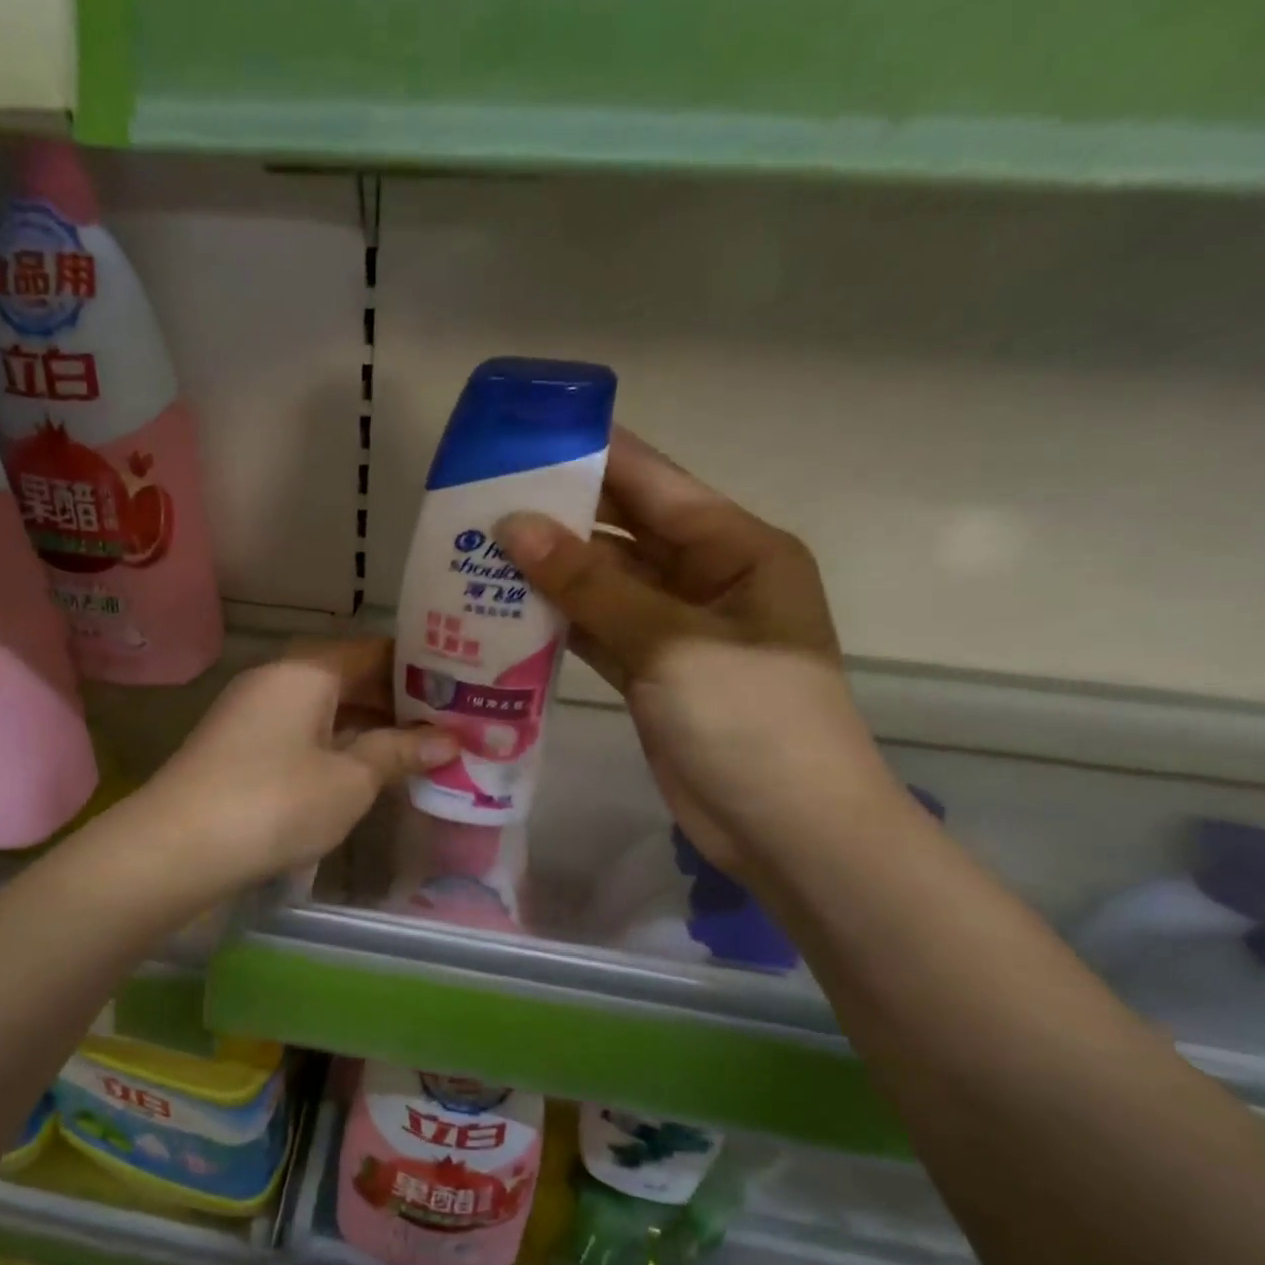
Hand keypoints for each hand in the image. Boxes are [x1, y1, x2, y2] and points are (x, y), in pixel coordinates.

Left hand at [141, 638, 457, 886]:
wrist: (176, 847)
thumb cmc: (276, 802)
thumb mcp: (349, 780)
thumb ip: (398, 753)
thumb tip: (449, 740)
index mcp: (307, 670)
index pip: (375, 650)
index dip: (420, 667)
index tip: (460, 686)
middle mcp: (277, 678)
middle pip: (349, 677)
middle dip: (398, 701)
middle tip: (449, 723)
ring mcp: (253, 712)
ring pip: (325, 707)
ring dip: (368, 726)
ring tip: (418, 748)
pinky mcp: (239, 746)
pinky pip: (302, 732)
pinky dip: (336, 744)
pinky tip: (363, 769)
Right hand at [495, 427, 896, 871]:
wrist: (786, 830)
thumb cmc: (751, 720)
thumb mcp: (672, 642)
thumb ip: (591, 585)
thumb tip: (514, 526)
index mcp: (736, 549)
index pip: (655, 483)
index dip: (593, 454)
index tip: (526, 434)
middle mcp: (707, 579)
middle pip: (623, 532)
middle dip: (559, 516)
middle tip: (481, 499)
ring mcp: (675, 630)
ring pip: (603, 585)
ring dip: (549, 573)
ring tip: (478, 551)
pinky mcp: (650, 675)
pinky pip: (596, 632)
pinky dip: (556, 622)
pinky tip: (504, 610)